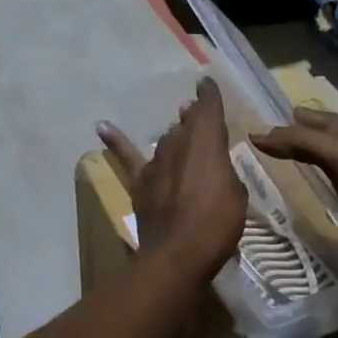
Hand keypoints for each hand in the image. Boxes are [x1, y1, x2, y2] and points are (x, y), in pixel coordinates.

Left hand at [98, 77, 246, 283]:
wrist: (177, 253)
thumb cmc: (217, 223)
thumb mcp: (236, 194)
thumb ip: (224, 173)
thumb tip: (212, 166)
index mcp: (207, 142)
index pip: (209, 109)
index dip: (209, 95)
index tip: (206, 83)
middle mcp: (179, 144)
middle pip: (186, 125)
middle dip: (193, 118)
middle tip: (196, 113)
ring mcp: (156, 162)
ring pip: (165, 139)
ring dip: (173, 133)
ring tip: (177, 125)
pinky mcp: (140, 182)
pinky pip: (126, 156)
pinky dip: (114, 140)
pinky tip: (101, 126)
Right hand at [252, 108, 337, 277]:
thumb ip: (303, 143)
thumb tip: (258, 133)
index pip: (326, 120)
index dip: (301, 119)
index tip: (275, 118)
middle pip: (335, 140)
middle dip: (310, 135)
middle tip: (281, 138)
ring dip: (320, 161)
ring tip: (297, 164)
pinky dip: (331, 189)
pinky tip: (323, 198)